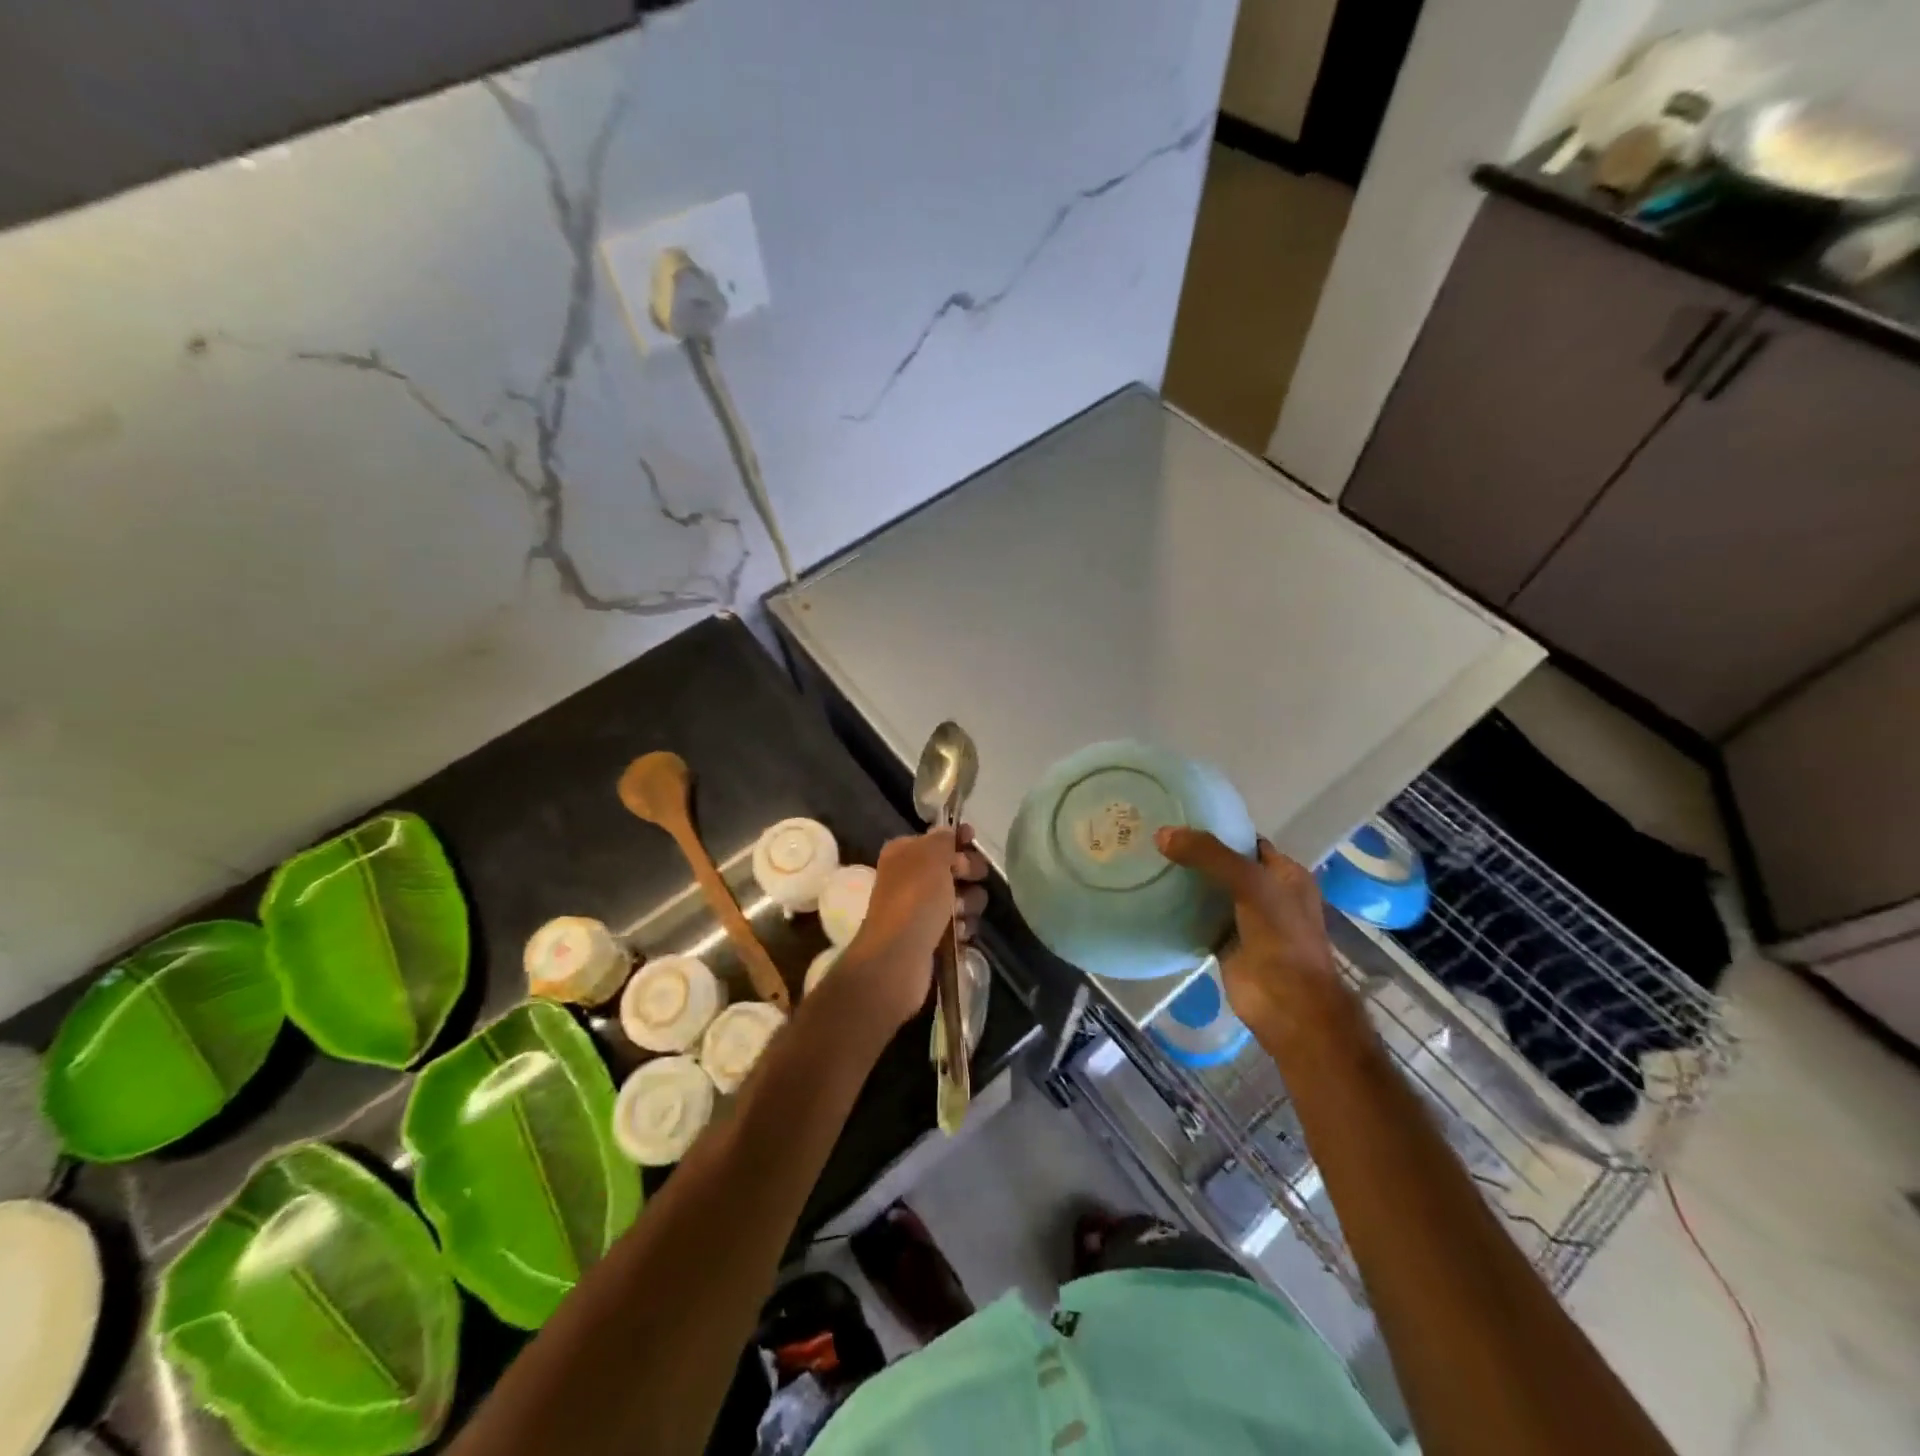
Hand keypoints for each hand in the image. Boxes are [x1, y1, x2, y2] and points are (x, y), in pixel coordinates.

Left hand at [836, 826, 988, 1033]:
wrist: (897, 959)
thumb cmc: (914, 899)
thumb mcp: (931, 856)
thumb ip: (943, 839)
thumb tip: (949, 832)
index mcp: (904, 853)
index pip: (938, 838)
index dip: (958, 839)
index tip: (972, 841)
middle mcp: (910, 878)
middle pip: (955, 867)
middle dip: (968, 874)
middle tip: (967, 880)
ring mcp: (920, 909)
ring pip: (962, 897)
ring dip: (968, 904)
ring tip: (959, 915)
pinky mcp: (931, 937)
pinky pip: (959, 925)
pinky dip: (962, 928)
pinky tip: (958, 935)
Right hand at [1155, 827, 1355, 1042]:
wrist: (1288, 1004)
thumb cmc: (1281, 936)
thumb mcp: (1250, 883)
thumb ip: (1209, 855)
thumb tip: (1161, 834)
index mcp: (1285, 875)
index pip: (1247, 841)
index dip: (1218, 829)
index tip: (1180, 817)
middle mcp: (1267, 894)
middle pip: (1225, 866)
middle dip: (1195, 854)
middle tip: (1154, 838)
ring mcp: (1246, 921)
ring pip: (1210, 893)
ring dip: (1185, 882)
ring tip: (1147, 861)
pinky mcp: (1225, 944)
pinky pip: (1198, 920)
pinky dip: (1179, 911)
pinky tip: (1153, 896)